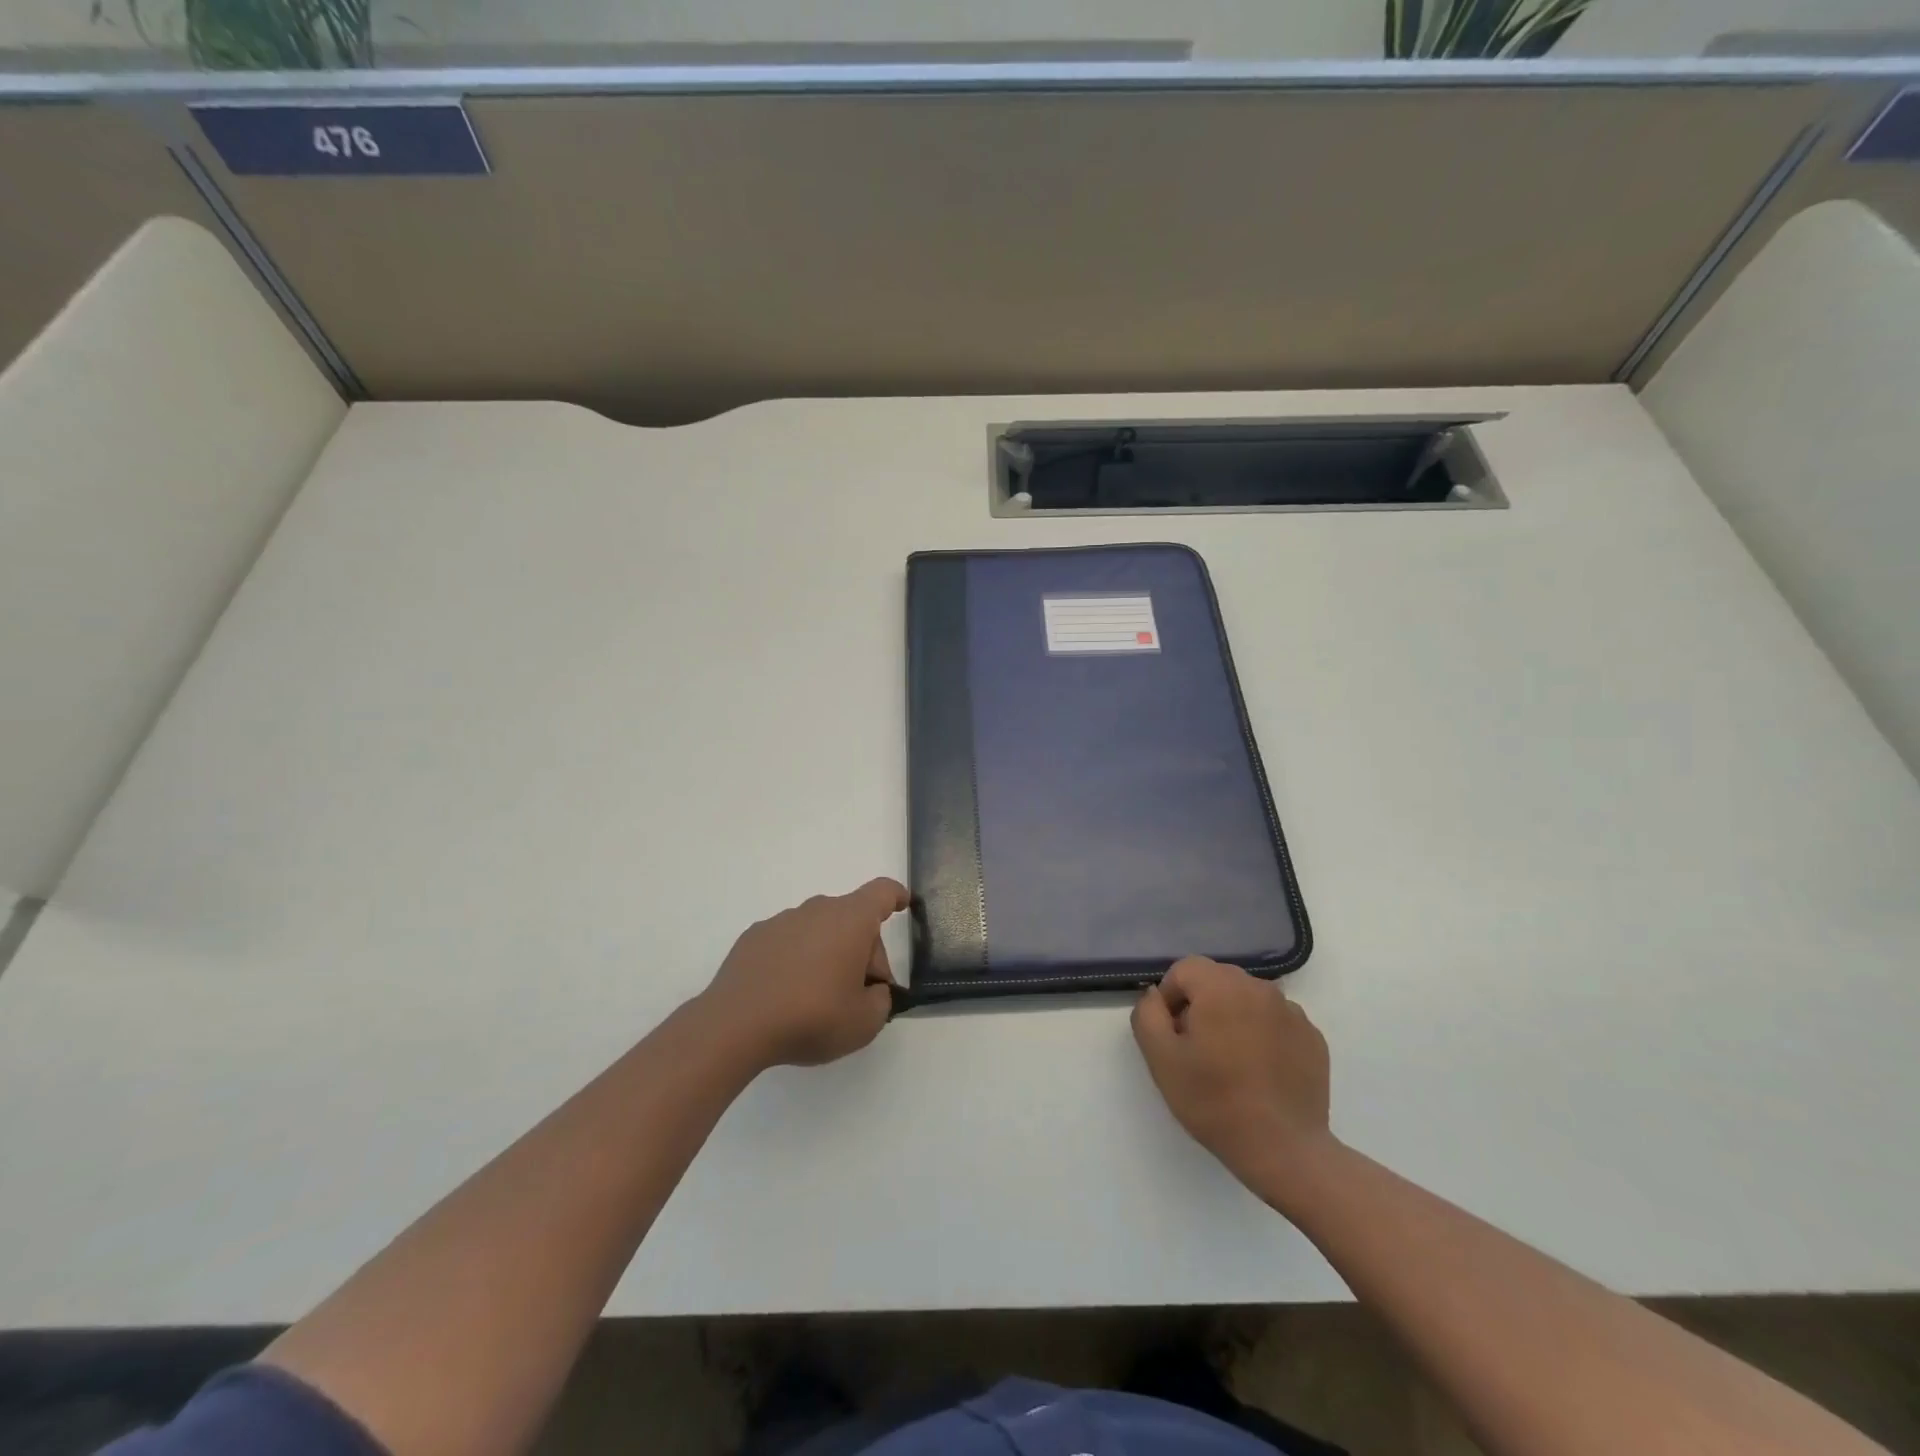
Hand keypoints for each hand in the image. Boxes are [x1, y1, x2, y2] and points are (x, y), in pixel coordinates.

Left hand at [699, 878, 907, 1069]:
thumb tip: (872, 990)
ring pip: (818, 930)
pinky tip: (786, 995)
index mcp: (850, 920)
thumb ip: (881, 1001)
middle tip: (860, 994)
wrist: (735, 1025)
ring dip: (828, 954)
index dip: (896, 896)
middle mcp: (817, 910)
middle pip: (852, 918)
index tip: (903, 904)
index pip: (882, 892)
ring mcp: (781, 921)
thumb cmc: (811, 1017)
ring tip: (819, 999)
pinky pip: (788, 942)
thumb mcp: (865, 1022)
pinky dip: (796, 960)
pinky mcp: (753, 938)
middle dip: (863, 950)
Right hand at [1132, 956, 1332, 1190]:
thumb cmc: (1215, 1102)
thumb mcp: (1161, 1059)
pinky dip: (1263, 1033)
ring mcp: (1292, 1012)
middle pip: (1218, 979)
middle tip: (1198, 1049)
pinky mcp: (1313, 1037)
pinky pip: (1276, 1020)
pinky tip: (1260, 1071)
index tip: (1173, 1035)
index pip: (1185, 969)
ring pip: (1248, 998)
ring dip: (1233, 1017)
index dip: (1171, 997)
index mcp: (1221, 987)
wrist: (1284, 1150)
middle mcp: (1260, 988)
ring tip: (1231, 1062)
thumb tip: (1156, 995)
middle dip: (1202, 1004)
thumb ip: (1148, 1015)